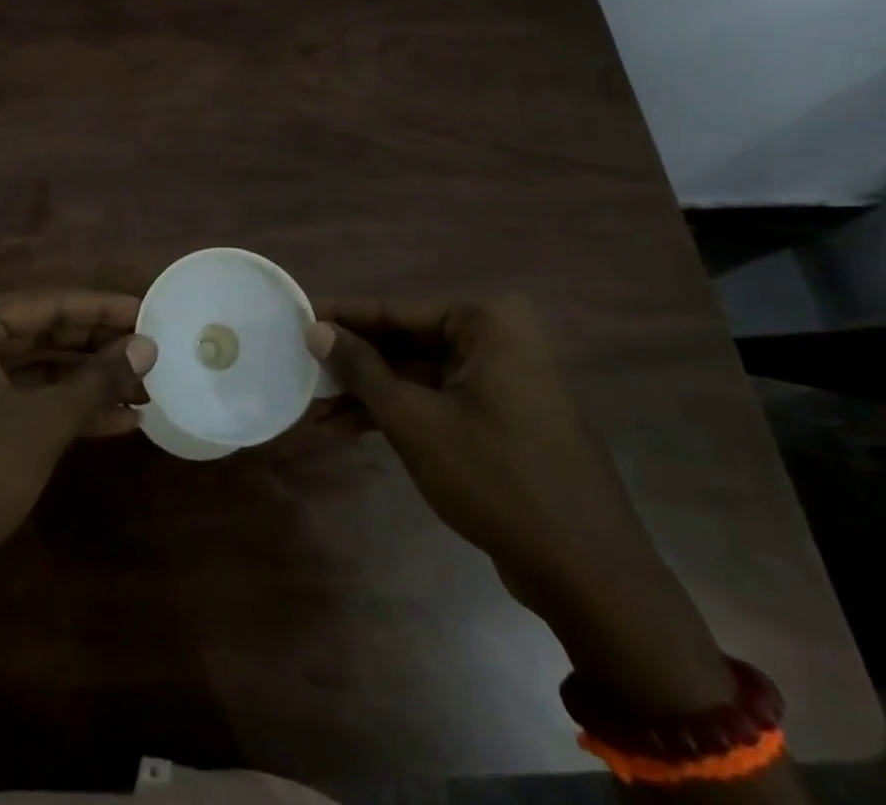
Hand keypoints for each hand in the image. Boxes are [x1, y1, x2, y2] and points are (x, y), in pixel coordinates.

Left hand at [0, 291, 155, 605]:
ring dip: (89, 381)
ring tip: (144, 387)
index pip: (49, 303)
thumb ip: (98, 379)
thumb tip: (147, 345)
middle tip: (150, 351)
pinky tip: (118, 421)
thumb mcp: (44, 423)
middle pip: (44, 334)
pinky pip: (26, 402)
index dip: (102, 309)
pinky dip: (67, 409)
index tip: (148, 311)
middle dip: (98, 347)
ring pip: (39, 370)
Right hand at [308, 296, 733, 712]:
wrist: (587, 574)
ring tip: (315, 411)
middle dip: (354, 366)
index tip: (298, 318)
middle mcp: (499, 340)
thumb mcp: (415, 420)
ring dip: (370, 395)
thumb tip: (317, 330)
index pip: (396, 311)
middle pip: (407, 343)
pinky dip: (399, 415)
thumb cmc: (496, 478)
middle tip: (301, 372)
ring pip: (419, 376)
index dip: (343, 318)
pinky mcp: (503, 418)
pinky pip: (439, 402)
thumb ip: (362, 369)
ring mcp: (504, 380)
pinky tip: (349, 430)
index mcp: (487, 322)